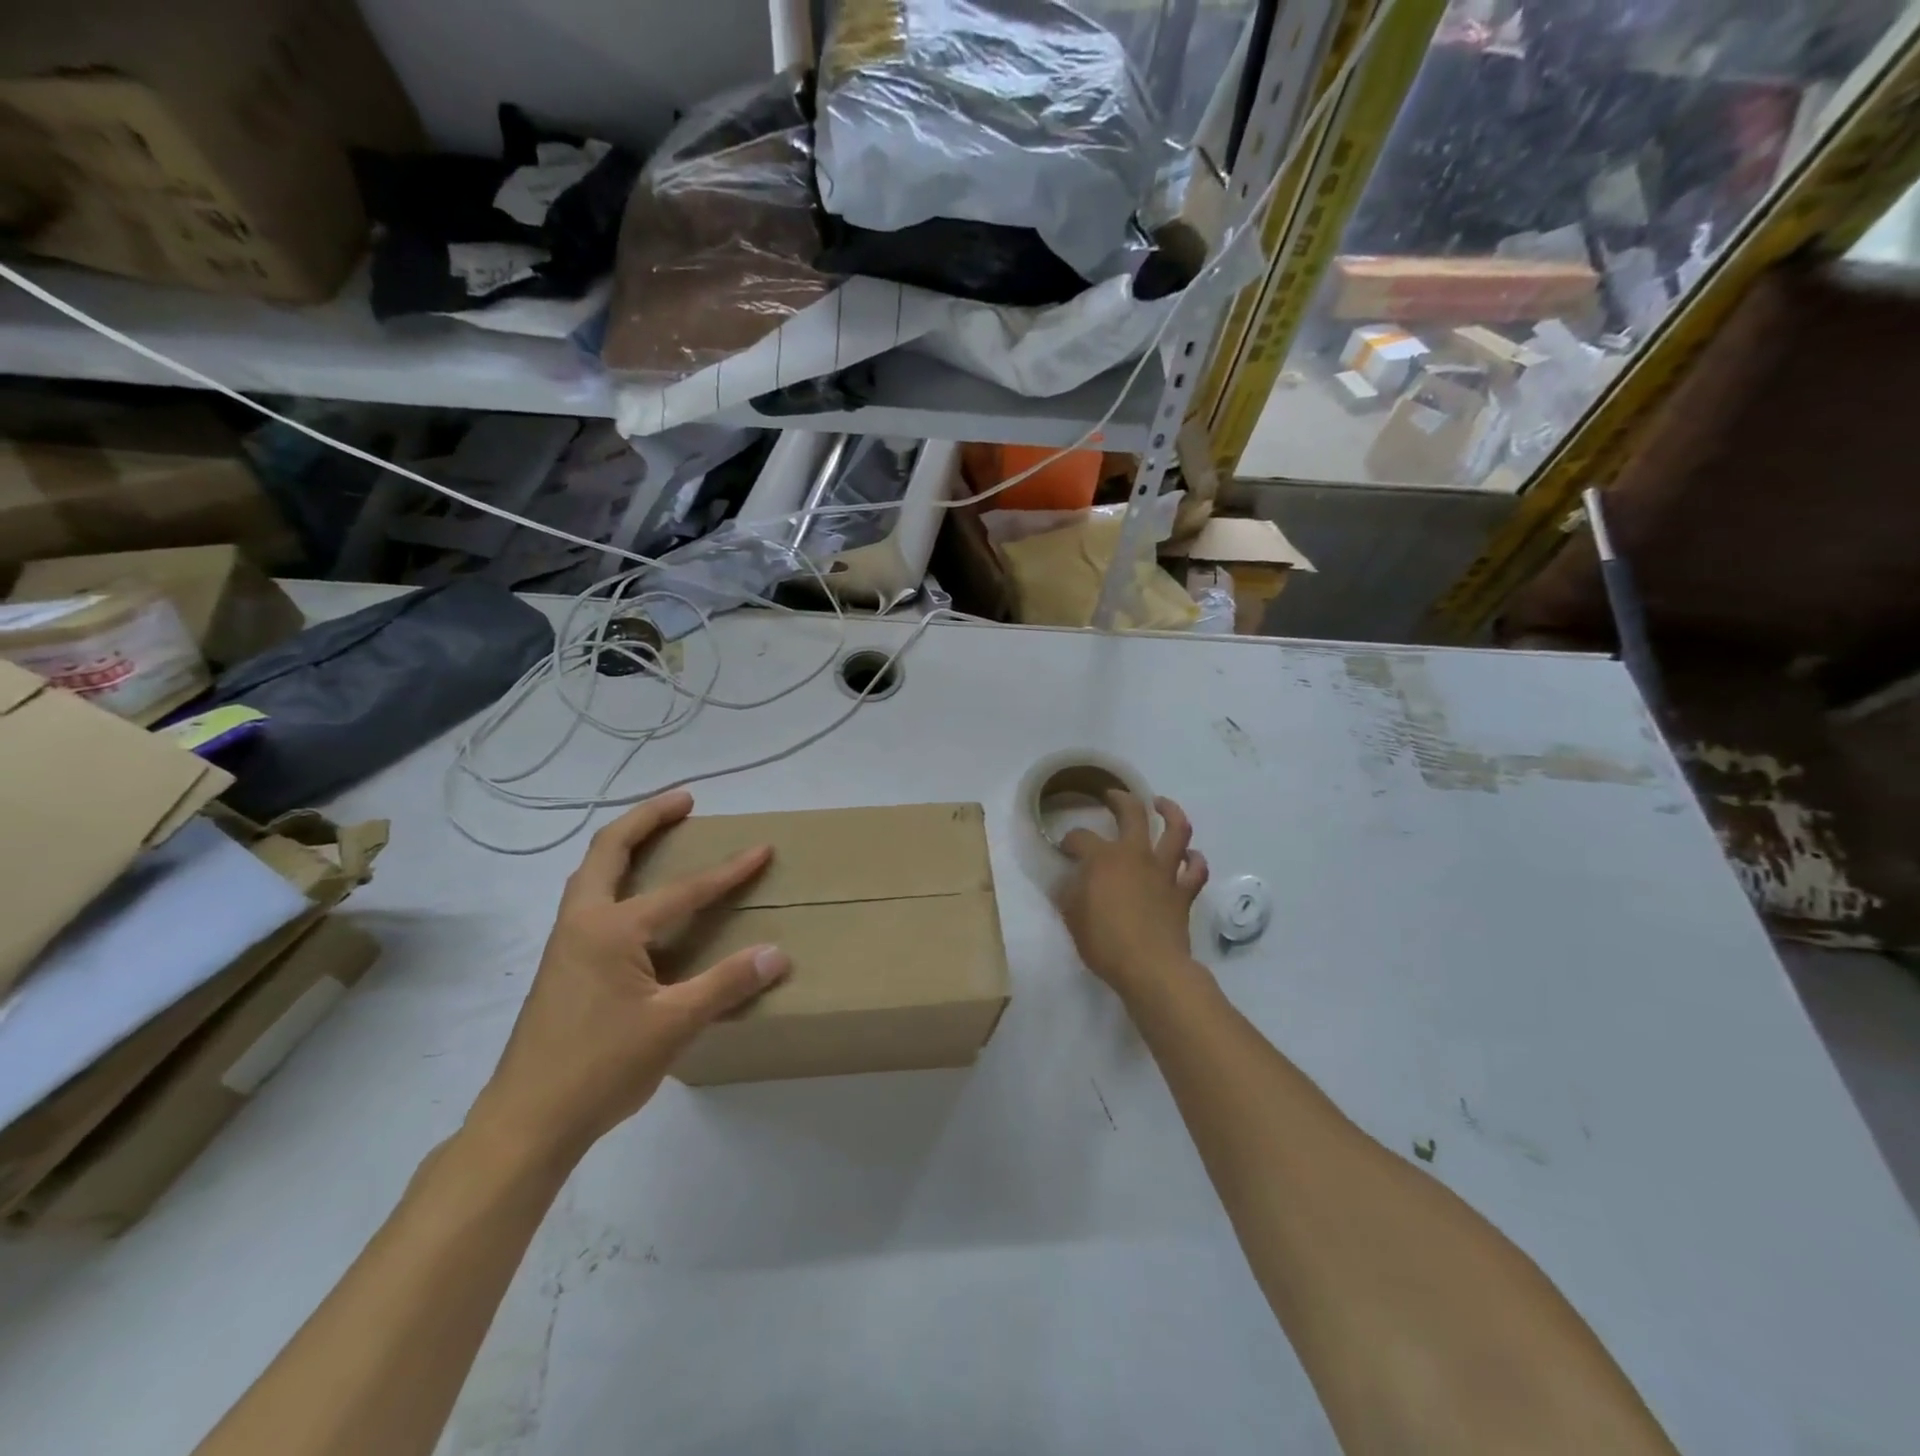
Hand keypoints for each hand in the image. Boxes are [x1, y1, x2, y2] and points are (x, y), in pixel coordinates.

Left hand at [471, 790, 789, 1155]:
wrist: (525, 1122)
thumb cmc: (599, 1068)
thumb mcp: (673, 1025)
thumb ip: (726, 984)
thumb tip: (777, 953)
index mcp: (609, 929)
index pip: (682, 890)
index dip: (727, 871)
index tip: (762, 849)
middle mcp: (582, 923)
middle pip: (609, 850)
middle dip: (647, 818)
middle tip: (685, 801)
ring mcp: (566, 944)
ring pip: (594, 874)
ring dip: (626, 846)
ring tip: (660, 837)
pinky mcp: (563, 967)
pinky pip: (592, 901)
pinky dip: (617, 879)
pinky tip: (638, 904)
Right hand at [1056, 792, 1208, 998]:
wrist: (1150, 968)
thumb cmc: (1104, 942)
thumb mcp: (1072, 917)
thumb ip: (1069, 893)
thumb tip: (1069, 879)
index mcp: (1103, 858)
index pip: (1080, 838)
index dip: (1070, 841)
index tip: (1065, 849)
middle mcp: (1136, 854)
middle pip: (1132, 813)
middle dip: (1120, 799)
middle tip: (1113, 796)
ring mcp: (1164, 871)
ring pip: (1176, 830)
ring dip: (1170, 811)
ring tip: (1161, 804)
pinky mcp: (1184, 892)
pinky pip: (1197, 869)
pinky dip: (1195, 859)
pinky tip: (1190, 855)